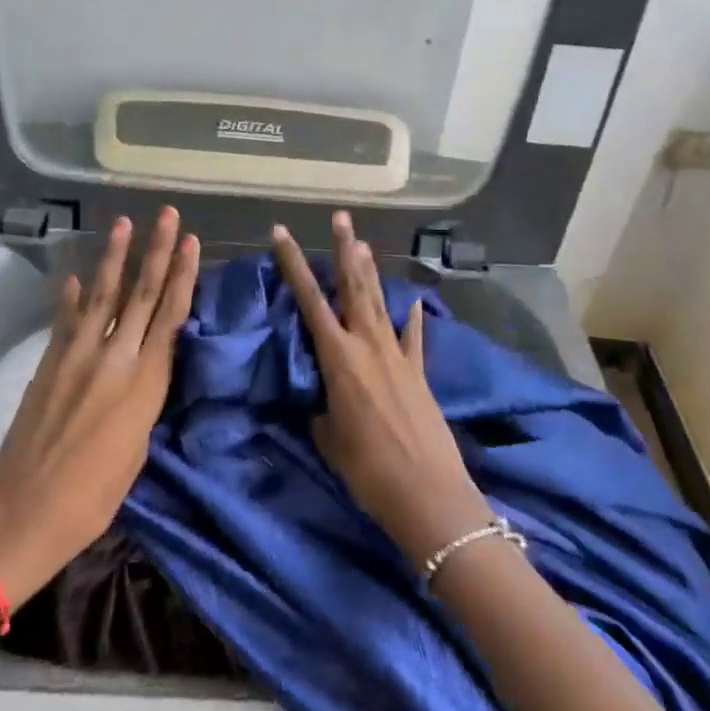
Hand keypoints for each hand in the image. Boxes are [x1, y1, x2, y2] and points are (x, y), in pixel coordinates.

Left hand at [0, 208, 199, 604]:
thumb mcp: (136, 451)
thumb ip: (144, 399)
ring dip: (114, 258)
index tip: (191, 242)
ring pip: (102, 296)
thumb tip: (147, 366)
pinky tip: (73, 276)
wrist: (21, 516)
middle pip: (141, 295)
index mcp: (143, 384)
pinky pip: (64, 320)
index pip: (170, 316)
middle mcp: (113, 359)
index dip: (182, 276)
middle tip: (168, 215)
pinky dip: (69, 297)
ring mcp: (75, 357)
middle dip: (157, 251)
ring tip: (124, 224)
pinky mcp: (47, 364)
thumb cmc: (91, 500)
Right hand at [271, 212, 492, 565]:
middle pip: (352, 286)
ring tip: (363, 243)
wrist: (428, 493)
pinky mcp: (419, 372)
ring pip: (379, 302)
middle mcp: (368, 345)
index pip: (309, 300)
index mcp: (338, 357)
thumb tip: (320, 399)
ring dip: (370, 271)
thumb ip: (321, 408)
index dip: (294, 264)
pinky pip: (413, 336)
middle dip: (343, 249)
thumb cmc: (367, 469)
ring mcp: (397, 355)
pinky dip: (411, 318)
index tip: (281, 233)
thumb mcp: (328, 438)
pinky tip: (414, 302)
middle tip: (340, 217)